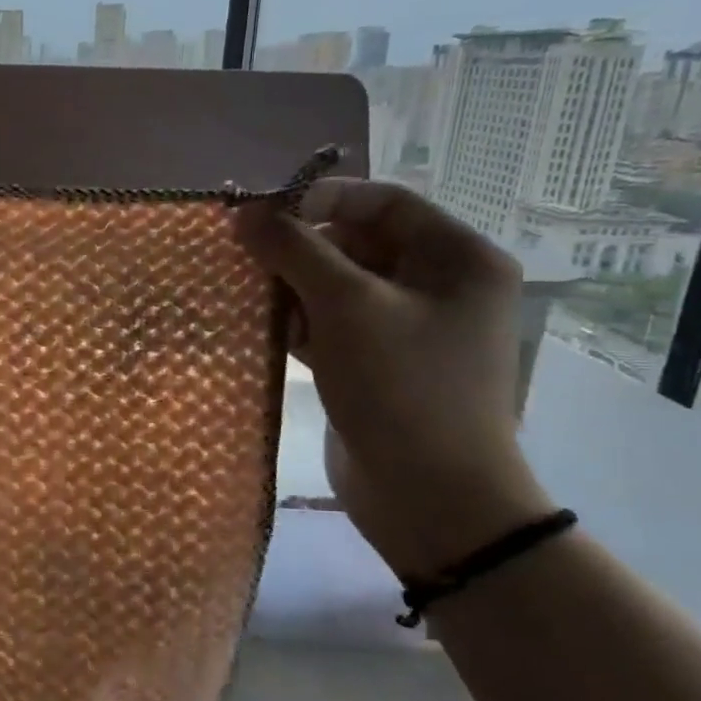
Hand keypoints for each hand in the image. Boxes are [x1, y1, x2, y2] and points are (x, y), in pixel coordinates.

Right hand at [236, 178, 551, 575]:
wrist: (431, 502)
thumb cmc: (402, 389)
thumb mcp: (347, 307)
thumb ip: (294, 250)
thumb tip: (242, 212)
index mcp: (457, 259)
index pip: (383, 202)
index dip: (320, 199)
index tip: (262, 213)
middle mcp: (439, 286)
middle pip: (358, 243)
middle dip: (299, 247)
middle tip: (246, 254)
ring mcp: (408, 329)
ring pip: (339, 286)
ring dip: (292, 285)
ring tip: (246, 289)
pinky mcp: (379, 365)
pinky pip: (334, 325)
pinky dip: (299, 322)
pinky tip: (261, 327)